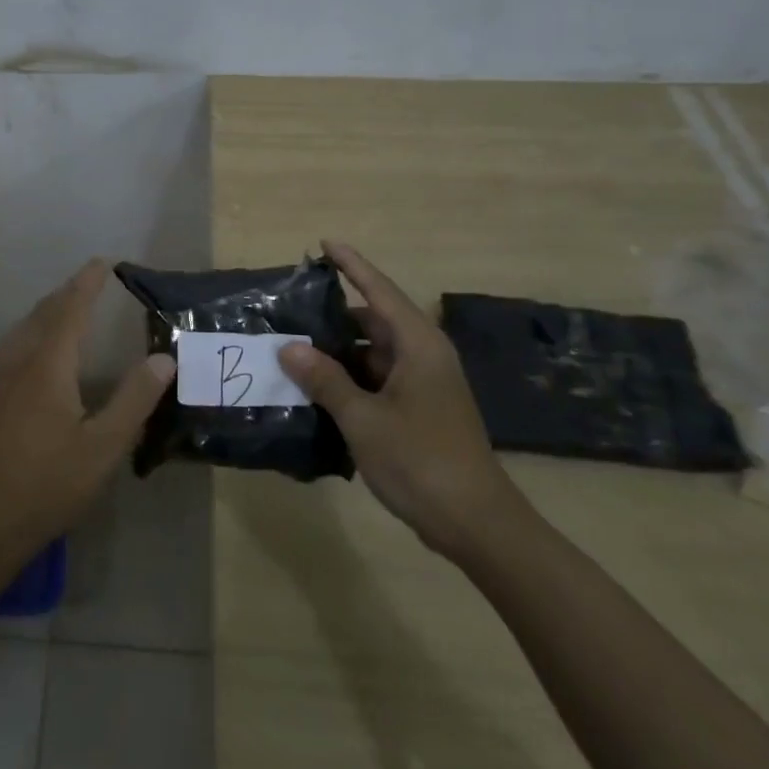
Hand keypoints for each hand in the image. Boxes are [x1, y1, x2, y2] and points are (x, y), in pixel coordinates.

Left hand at [0, 259, 173, 573]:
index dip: (87, 283)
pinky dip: (19, 339)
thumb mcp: (102, 450)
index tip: (103, 262)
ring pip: (17, 332)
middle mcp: (13, 361)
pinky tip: (17, 355)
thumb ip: (133, 400)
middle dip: (66, 294)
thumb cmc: (44, 489)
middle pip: (42, 315)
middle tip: (87, 283)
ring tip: (61, 311)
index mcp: (46, 366)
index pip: (70, 309)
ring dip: (42, 315)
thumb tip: (163, 357)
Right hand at [279, 240, 525, 560]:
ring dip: (339, 351)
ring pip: (374, 352)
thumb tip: (290, 347)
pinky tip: (319, 388)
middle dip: (334, 315)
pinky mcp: (421, 409)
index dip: (351, 265)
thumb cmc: (422, 461)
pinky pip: (379, 378)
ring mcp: (424, 383)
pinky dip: (351, 378)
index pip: (379, 290)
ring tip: (295, 348)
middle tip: (292, 310)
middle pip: (373, 320)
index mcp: (418, 344)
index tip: (324, 243)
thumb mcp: (364, 419)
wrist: (478, 525)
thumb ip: (325, 380)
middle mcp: (424, 355)